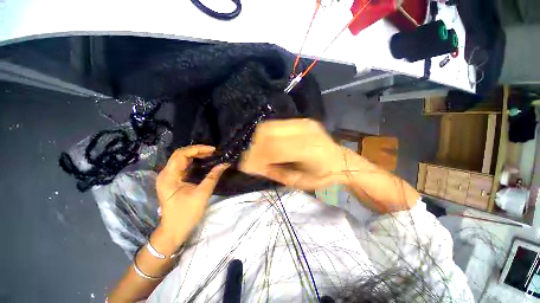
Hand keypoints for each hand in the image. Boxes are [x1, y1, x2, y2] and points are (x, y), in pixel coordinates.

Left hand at [156, 145, 228, 245]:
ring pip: (182, 160)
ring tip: (210, 155)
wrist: (173, 231)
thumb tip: (224, 164)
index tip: (213, 150)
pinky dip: (194, 162)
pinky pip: (183, 167)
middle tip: (213, 151)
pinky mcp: (173, 181)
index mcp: (169, 176)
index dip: (197, 149)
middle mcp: (166, 174)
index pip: (181, 154)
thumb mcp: (202, 194)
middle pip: (180, 155)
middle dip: (197, 151)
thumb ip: (213, 177)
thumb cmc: (186, 214)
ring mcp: (168, 178)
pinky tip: (204, 162)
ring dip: (196, 155)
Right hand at [240, 119, 348, 189]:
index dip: (254, 156)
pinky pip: (275, 125)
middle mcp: (304, 131)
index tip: (246, 166)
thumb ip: (274, 172)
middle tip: (251, 159)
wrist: (340, 161)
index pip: (272, 148)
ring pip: (269, 126)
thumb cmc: (322, 176)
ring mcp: (303, 122)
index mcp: (307, 150)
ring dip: (258, 139)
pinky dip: (266, 135)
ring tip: (259, 152)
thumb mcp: (298, 182)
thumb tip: (252, 165)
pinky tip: (268, 145)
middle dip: (254, 146)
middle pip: (267, 132)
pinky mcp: (301, 120)